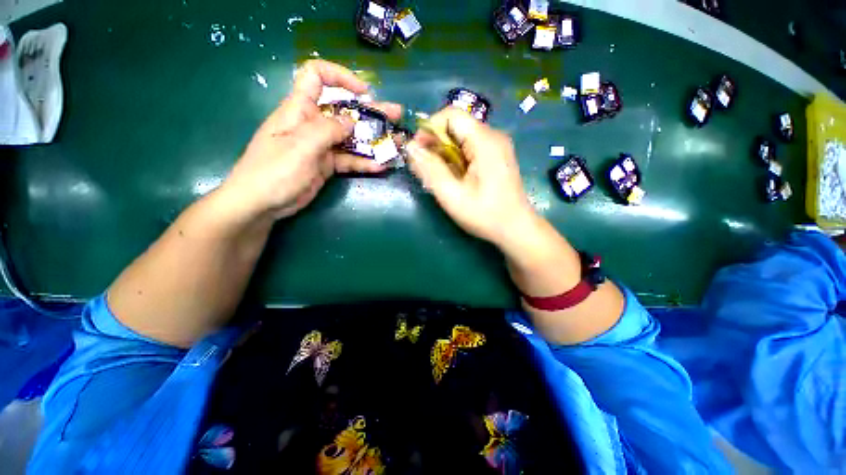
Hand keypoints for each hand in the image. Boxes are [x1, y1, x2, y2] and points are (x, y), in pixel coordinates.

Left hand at [222, 60, 401, 219]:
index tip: (364, 92)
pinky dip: (364, 163)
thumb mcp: (300, 146)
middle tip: (396, 115)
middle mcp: (313, 124)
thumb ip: (327, 130)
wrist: (262, 203)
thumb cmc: (274, 171)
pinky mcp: (327, 165)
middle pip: (344, 110)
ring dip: (373, 140)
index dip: (340, 77)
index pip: (316, 77)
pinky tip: (380, 166)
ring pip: (351, 138)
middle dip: (370, 111)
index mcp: (300, 109)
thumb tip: (350, 121)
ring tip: (396, 143)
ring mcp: (321, 146)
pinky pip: (349, 160)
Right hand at [406, 108, 536, 246]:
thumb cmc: (485, 215)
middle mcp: (493, 136)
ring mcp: (497, 146)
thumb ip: (430, 169)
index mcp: (485, 141)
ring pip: (462, 138)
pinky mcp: (496, 156)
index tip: (418, 151)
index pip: (451, 115)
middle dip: (435, 143)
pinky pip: (470, 148)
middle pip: (456, 126)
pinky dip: (456, 159)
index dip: (429, 128)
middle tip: (425, 167)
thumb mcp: (452, 195)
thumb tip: (410, 147)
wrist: (516, 229)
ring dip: (445, 153)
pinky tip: (454, 177)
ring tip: (438, 175)